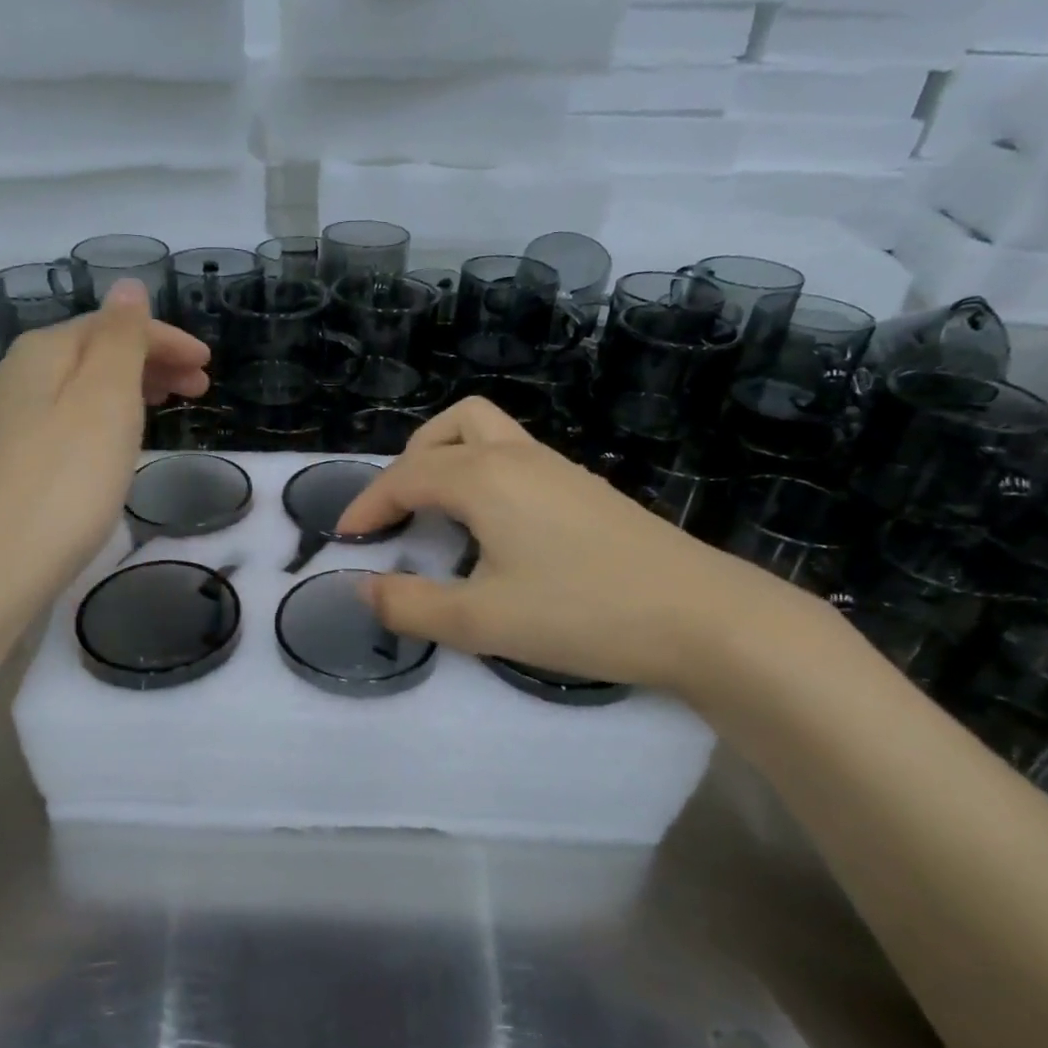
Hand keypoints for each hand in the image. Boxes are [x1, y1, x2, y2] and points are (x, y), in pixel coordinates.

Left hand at [0, 279, 209, 603]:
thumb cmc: (63, 485)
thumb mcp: (104, 402)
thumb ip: (120, 340)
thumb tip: (127, 285)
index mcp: (42, 353)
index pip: (113, 326)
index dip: (166, 339)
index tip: (210, 366)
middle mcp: (15, 378)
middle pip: (93, 353)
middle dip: (150, 362)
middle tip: (199, 389)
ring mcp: (4, 424)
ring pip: (78, 389)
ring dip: (128, 391)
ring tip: (165, 411)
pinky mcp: (5, 466)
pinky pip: (65, 422)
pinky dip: (101, 421)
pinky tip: (114, 445)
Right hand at [334, 397, 809, 693]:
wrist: (703, 618)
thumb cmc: (582, 612)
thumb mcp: (481, 621)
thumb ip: (411, 605)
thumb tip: (363, 589)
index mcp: (485, 478)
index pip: (406, 475)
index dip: (367, 503)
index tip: (344, 538)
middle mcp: (519, 458)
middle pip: (451, 427)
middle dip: (411, 460)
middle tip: (398, 512)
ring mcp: (560, 470)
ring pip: (490, 435)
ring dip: (451, 461)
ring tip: (440, 516)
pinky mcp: (588, 491)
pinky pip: (518, 460)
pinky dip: (485, 477)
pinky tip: (496, 531)